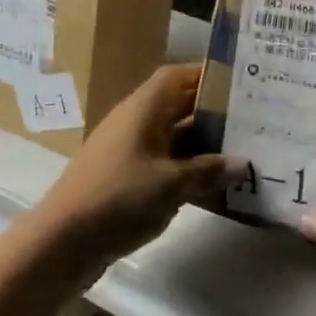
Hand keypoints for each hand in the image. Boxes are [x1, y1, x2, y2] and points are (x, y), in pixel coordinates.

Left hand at [30, 63, 238, 280]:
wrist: (62, 241)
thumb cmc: (118, 197)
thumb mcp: (170, 184)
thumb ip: (207, 171)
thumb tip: (243, 162)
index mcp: (143, 109)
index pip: (177, 77)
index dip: (207, 75)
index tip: (241, 82)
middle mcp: (136, 123)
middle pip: (179, 107)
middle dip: (213, 113)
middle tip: (253, 120)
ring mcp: (130, 152)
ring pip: (175, 139)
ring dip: (203, 146)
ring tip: (243, 153)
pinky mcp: (127, 180)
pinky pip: (166, 165)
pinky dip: (188, 172)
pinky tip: (215, 188)